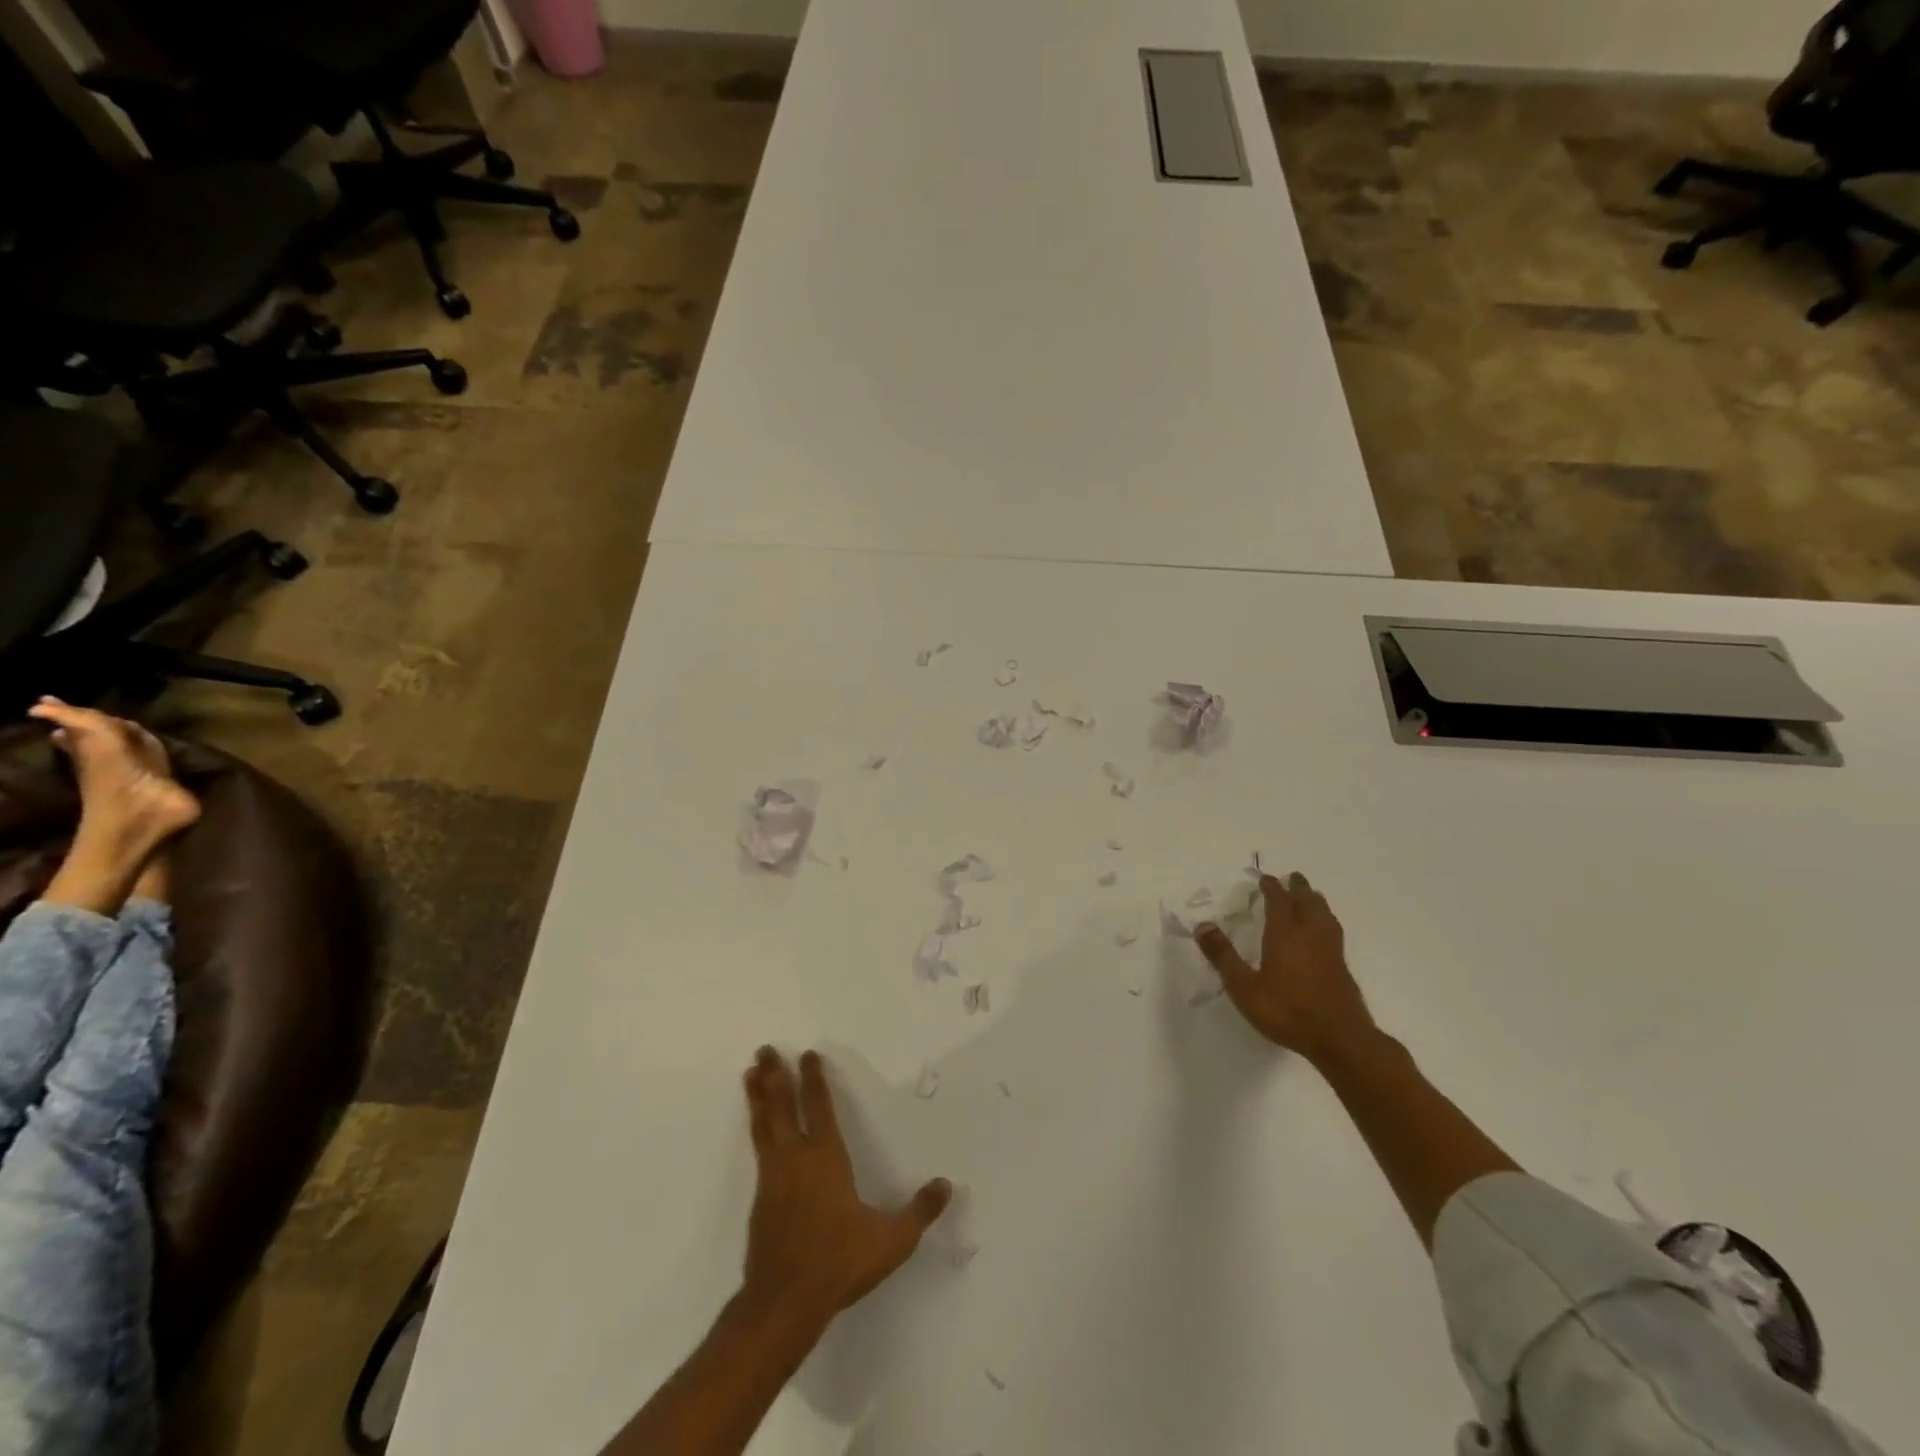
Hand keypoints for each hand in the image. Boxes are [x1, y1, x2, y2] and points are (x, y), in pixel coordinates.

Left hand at [740, 1048, 950, 1326]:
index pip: (819, 1107)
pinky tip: (755, 1124)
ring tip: (750, 1071)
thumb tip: (945, 1185)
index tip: (807, 1054)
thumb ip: (919, 1211)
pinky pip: (757, 1147)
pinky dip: (755, 1125)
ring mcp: (773, 1177)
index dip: (813, 1079)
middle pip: (782, 1106)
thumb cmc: (839, 1263)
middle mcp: (796, 1158)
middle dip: (776, 1076)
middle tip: (765, 1048)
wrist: (784, 1303)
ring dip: (758, 1095)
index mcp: (826, 1158)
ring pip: (763, 1124)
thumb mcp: (891, 1240)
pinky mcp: (760, 1199)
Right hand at [1195, 873, 1375, 1065]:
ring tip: (1311, 897)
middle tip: (1292, 877)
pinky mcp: (1342, 968)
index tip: (1265, 878)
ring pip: (1325, 915)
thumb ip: (1223, 956)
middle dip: (1299, 888)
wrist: (1341, 1040)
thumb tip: (1202, 925)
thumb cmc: (1287, 1011)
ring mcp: (1330, 951)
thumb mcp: (1244, 987)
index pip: (1279, 901)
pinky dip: (1326, 921)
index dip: (1272, 887)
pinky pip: (1333, 932)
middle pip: (1308, 902)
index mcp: (1285, 935)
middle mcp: (1310, 936)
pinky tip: (1324, 933)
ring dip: (1316, 901)